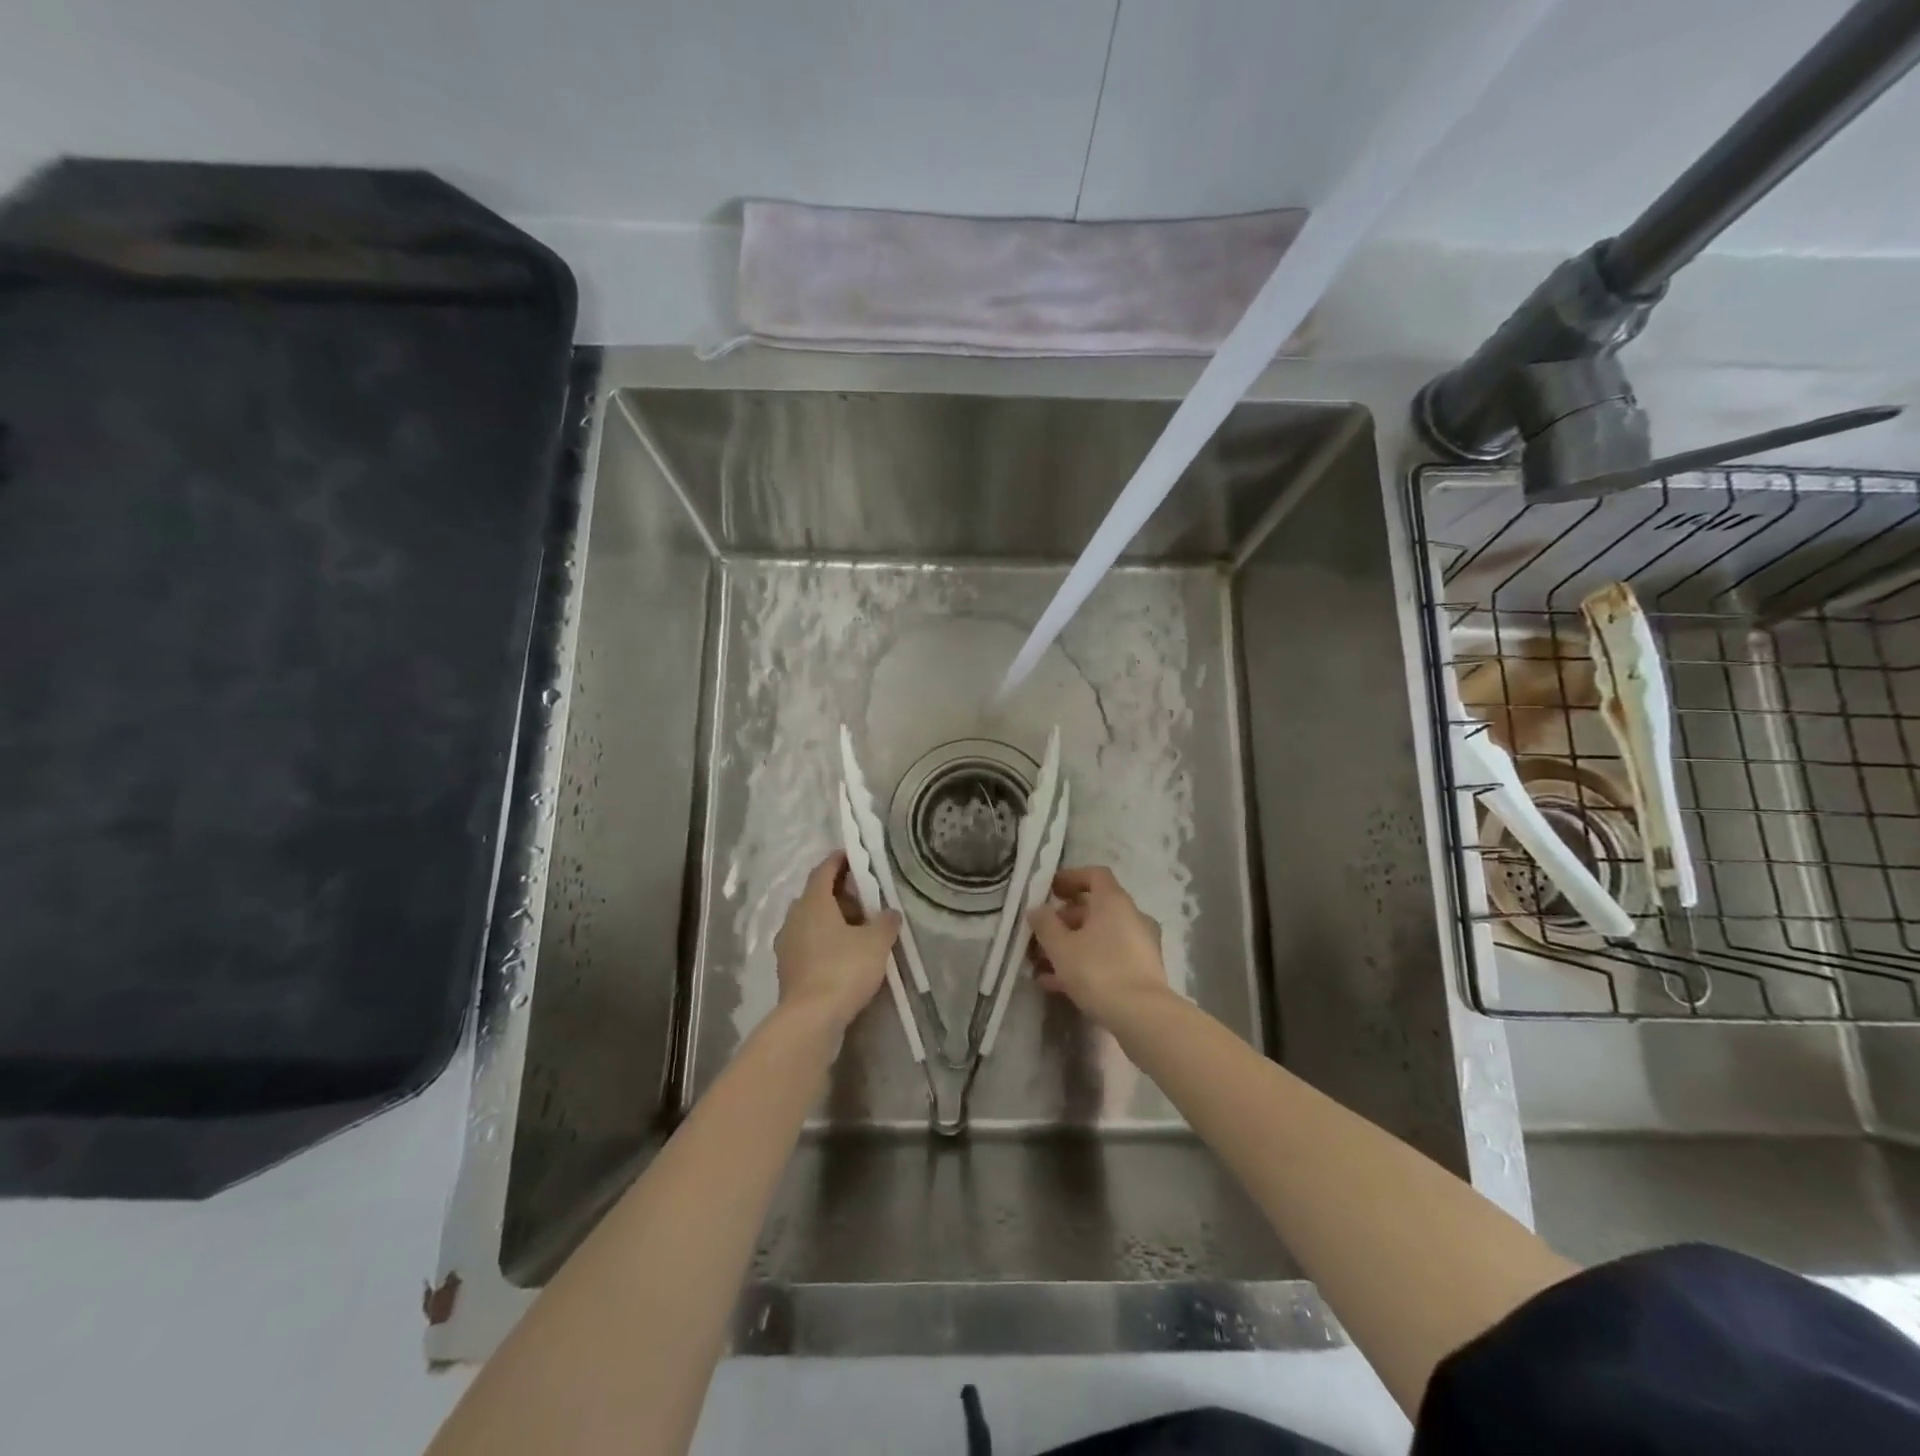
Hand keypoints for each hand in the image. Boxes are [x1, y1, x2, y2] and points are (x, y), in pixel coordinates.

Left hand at [773, 852, 900, 1030]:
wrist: (811, 1019)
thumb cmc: (843, 969)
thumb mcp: (876, 942)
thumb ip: (885, 922)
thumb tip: (890, 912)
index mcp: (813, 902)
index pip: (823, 870)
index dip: (839, 860)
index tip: (853, 855)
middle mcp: (794, 918)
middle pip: (816, 896)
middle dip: (839, 892)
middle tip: (865, 896)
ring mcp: (787, 945)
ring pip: (811, 921)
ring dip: (832, 919)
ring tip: (859, 927)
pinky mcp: (788, 969)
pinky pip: (809, 944)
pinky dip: (826, 941)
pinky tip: (844, 954)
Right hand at [1027, 866, 1171, 1026]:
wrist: (1143, 1017)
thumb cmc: (1098, 971)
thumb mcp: (1061, 947)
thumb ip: (1045, 924)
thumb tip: (1037, 909)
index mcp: (1114, 901)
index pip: (1094, 875)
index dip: (1070, 878)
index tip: (1049, 891)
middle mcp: (1131, 917)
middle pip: (1094, 908)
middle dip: (1063, 921)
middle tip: (1039, 936)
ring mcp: (1140, 945)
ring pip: (1099, 937)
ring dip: (1070, 946)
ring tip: (1041, 965)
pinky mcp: (1142, 971)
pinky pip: (1108, 958)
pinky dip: (1085, 963)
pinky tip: (1057, 984)